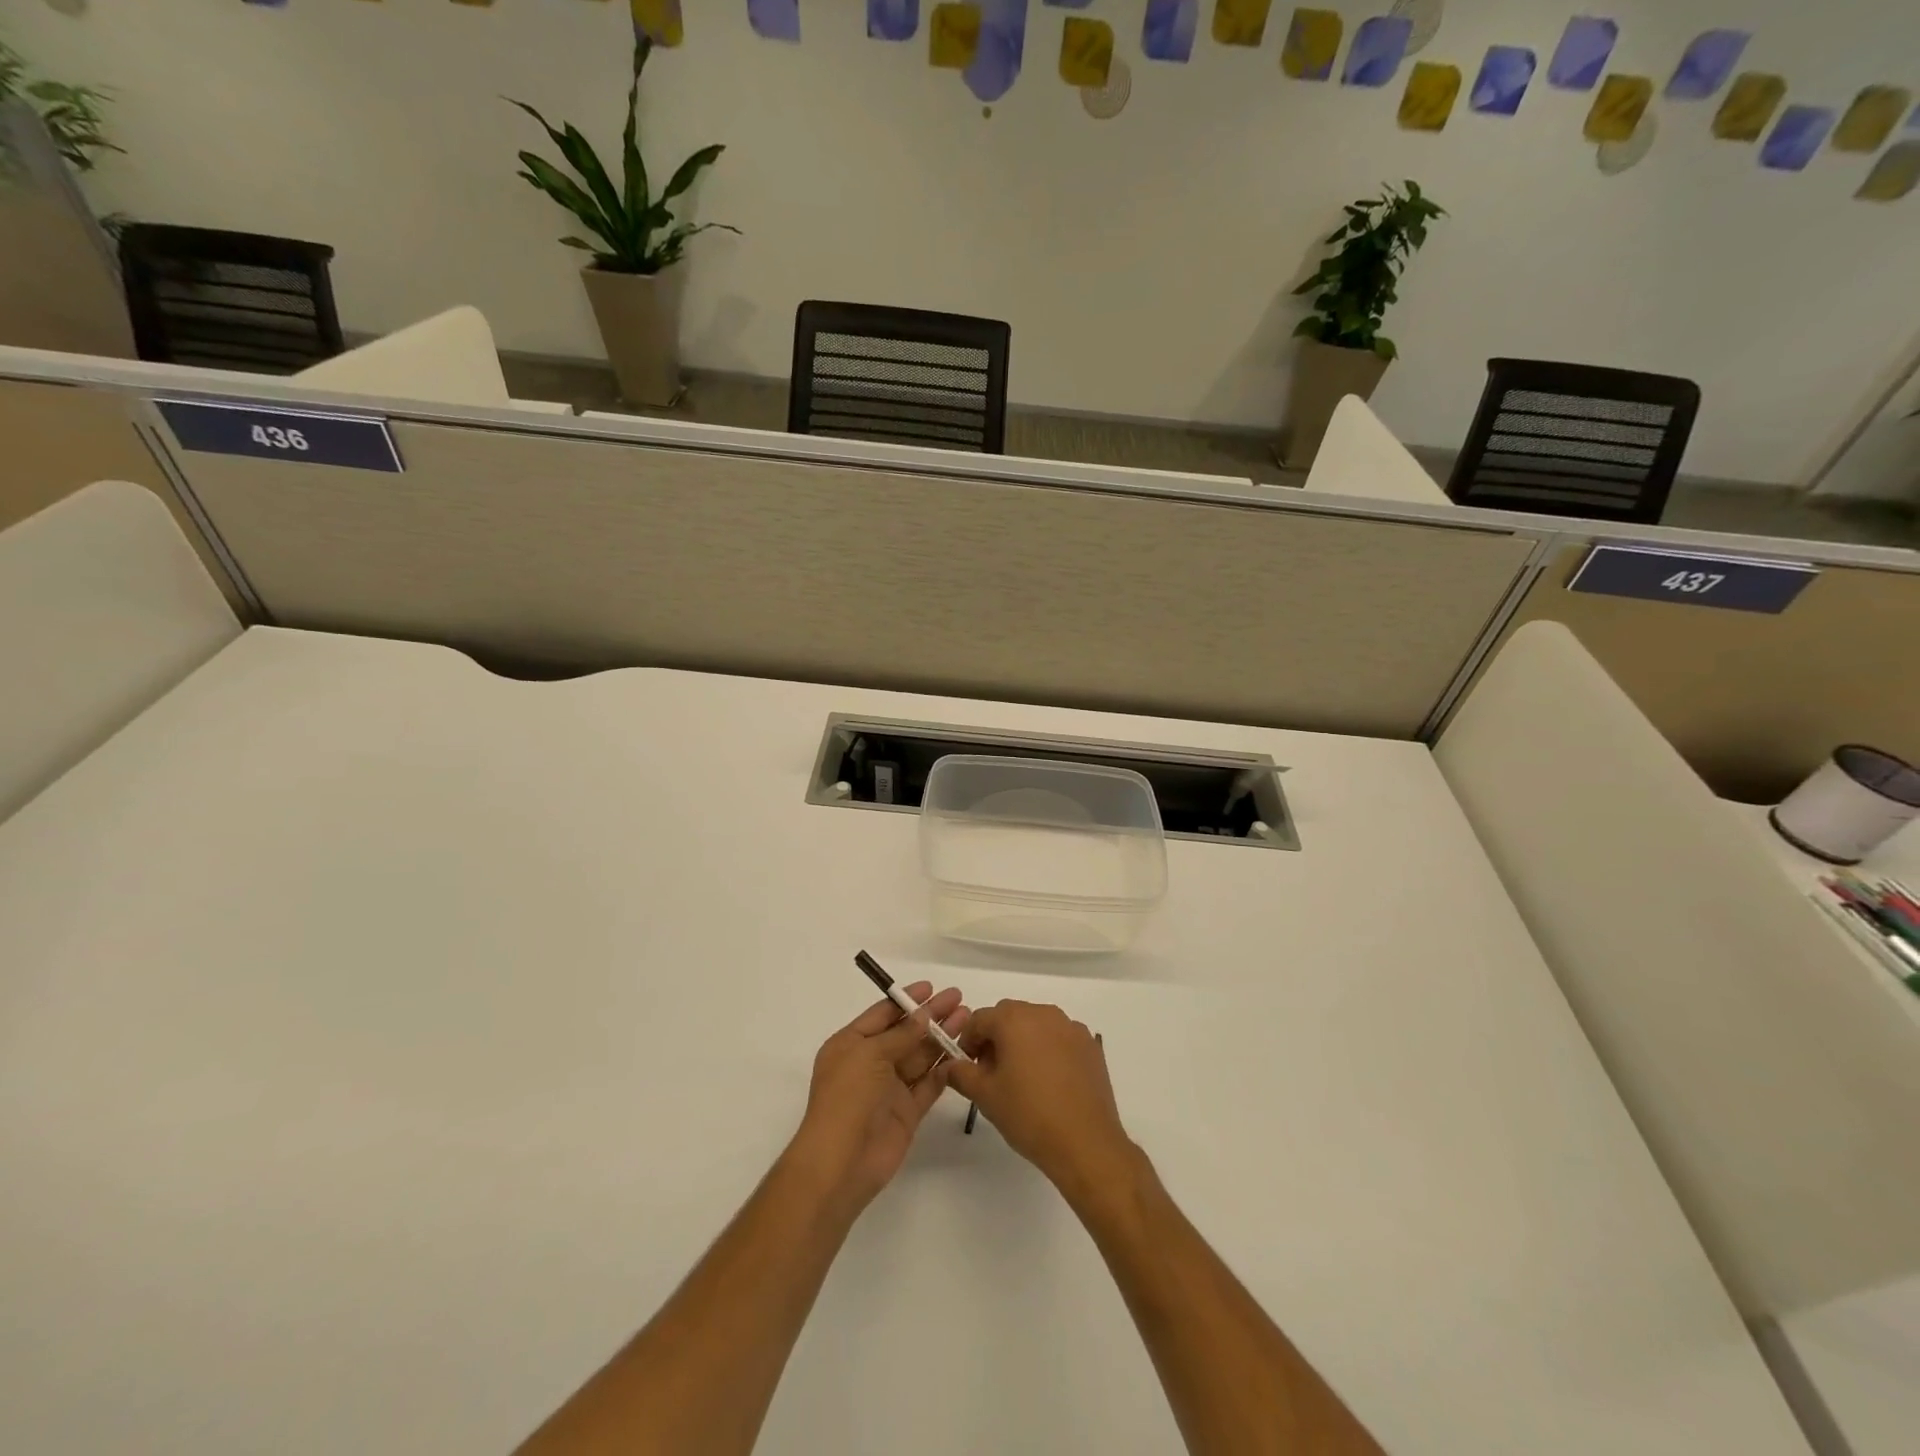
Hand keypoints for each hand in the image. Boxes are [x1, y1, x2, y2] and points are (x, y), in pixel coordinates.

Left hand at [789, 982, 967, 1214]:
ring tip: (967, 1018)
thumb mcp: (870, 1054)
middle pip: (906, 1033)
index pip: (882, 1015)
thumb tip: (924, 1015)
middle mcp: (870, 1063)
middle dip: (931, 1016)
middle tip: (958, 998)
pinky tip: (963, 1054)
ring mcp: (890, 1089)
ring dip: (942, 1038)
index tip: (932, 987)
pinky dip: (945, 1070)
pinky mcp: (907, 1112)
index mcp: (851, 1044)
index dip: (906, 1000)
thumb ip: (901, 1034)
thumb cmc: (847, 1097)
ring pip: (921, 1056)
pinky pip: (929, 1085)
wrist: (841, 1162)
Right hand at [947, 1001, 1134, 1202]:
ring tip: (1021, 1078)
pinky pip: (1060, 1038)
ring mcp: (1071, 1027)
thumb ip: (961, 1074)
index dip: (968, 1041)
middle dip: (995, 1038)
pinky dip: (1049, 1050)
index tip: (967, 1067)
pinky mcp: (1090, 1045)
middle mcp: (1043, 1013)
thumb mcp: (985, 1096)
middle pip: (1009, 1016)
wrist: (1085, 1143)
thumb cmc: (1029, 1115)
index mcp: (1014, 1019)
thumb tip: (948, 1065)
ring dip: (1023, 1042)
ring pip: (1036, 1025)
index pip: (980, 1019)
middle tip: (991, 1073)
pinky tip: (1050, 1081)